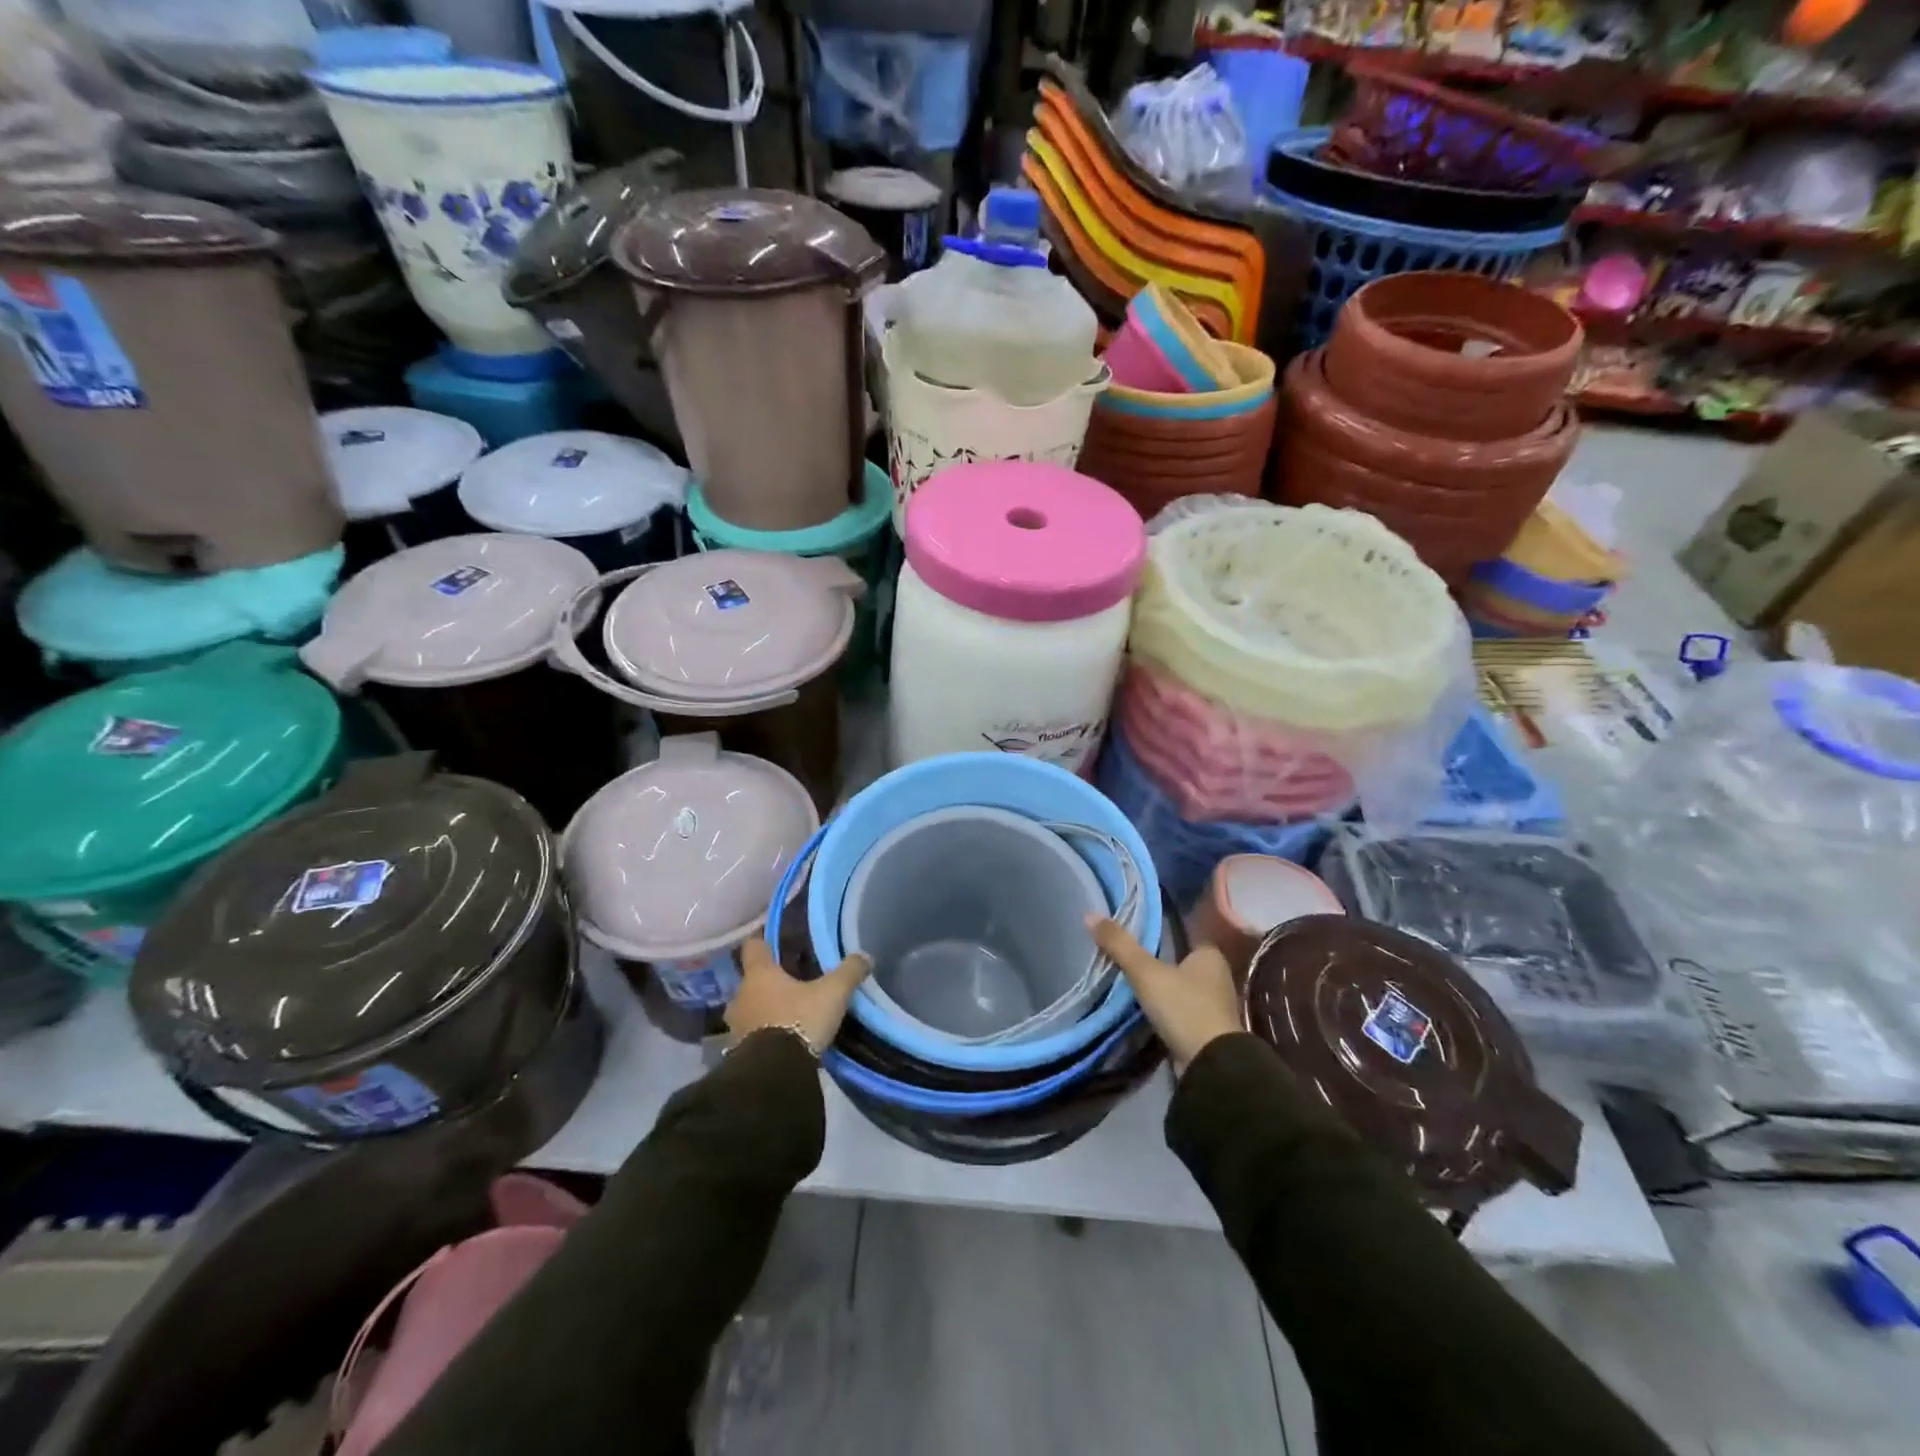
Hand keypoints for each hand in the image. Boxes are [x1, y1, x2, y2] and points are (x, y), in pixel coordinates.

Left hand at [725, 938, 872, 1054]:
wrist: (773, 1073)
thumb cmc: (799, 1020)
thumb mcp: (832, 994)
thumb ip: (848, 972)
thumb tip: (866, 956)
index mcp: (759, 974)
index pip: (753, 946)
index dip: (763, 940)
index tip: (773, 939)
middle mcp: (741, 995)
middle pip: (752, 980)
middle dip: (768, 981)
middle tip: (790, 982)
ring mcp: (734, 1026)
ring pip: (749, 1008)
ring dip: (764, 1010)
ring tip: (787, 1013)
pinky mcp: (736, 1052)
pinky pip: (750, 1034)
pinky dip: (763, 1033)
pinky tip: (781, 1039)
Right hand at [1088, 916, 1240, 1074]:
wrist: (1210, 1065)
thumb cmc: (1183, 1007)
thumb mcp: (1146, 973)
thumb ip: (1120, 945)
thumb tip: (1090, 915)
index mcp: (1210, 956)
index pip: (1186, 936)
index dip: (1164, 934)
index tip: (1139, 935)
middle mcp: (1218, 977)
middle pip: (1183, 963)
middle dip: (1160, 963)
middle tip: (1129, 959)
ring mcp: (1215, 1007)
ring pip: (1182, 989)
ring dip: (1163, 989)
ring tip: (1132, 985)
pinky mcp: (1208, 1032)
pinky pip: (1181, 1012)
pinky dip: (1166, 1011)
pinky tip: (1146, 1011)